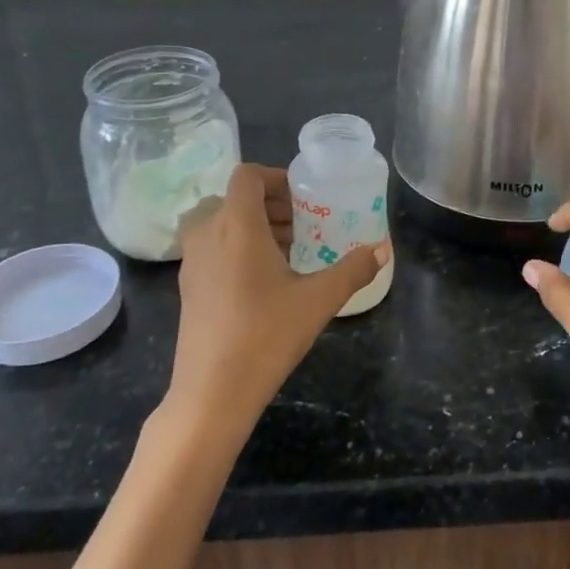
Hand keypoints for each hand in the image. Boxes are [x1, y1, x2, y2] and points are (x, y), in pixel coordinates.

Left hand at [169, 164, 388, 441]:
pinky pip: (212, 247)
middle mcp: (207, 234)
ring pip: (222, 223)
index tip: (304, 197)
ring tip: (289, 250)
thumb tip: (382, 250)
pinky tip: (265, 280)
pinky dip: (237, 246)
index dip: (275, 177)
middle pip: (235, 198)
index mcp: (236, 225)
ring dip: (254, 225)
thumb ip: (353, 270)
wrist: (212, 393)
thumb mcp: (318, 300)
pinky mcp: (187, 286)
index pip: (247, 175)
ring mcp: (191, 261)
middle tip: (304, 224)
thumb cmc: (266, 336)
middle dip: (271, 204)